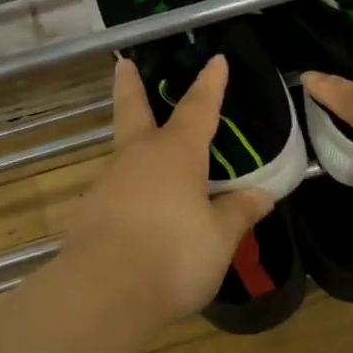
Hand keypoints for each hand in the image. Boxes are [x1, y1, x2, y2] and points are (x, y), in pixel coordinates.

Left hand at [66, 55, 275, 326]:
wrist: (104, 293)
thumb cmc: (173, 255)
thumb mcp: (219, 237)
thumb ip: (238, 213)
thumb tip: (262, 194)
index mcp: (176, 154)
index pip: (198, 108)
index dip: (210, 84)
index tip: (216, 59)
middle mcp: (138, 158)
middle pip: (133, 112)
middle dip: (131, 87)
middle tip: (124, 65)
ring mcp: (109, 184)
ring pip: (124, 155)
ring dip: (134, 146)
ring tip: (154, 158)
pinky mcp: (90, 214)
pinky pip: (117, 191)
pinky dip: (130, 190)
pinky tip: (140, 211)